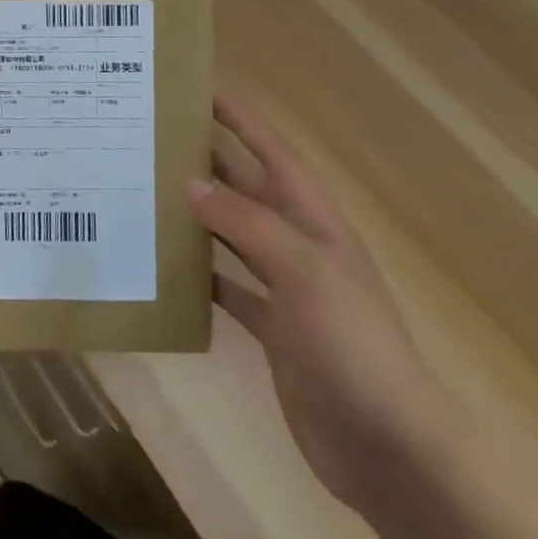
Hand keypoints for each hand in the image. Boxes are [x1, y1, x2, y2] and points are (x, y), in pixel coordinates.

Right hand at [187, 96, 458, 518]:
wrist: (388, 447)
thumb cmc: (352, 344)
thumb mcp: (303, 270)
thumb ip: (246, 223)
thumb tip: (188, 183)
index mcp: (317, 224)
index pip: (275, 156)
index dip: (243, 121)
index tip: (203, 91)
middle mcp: (301, 248)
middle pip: (249, 191)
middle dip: (210, 162)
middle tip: (157, 138)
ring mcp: (287, 290)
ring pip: (234, 236)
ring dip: (199, 215)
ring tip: (149, 191)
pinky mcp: (273, 330)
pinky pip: (229, 288)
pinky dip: (201, 275)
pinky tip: (167, 267)